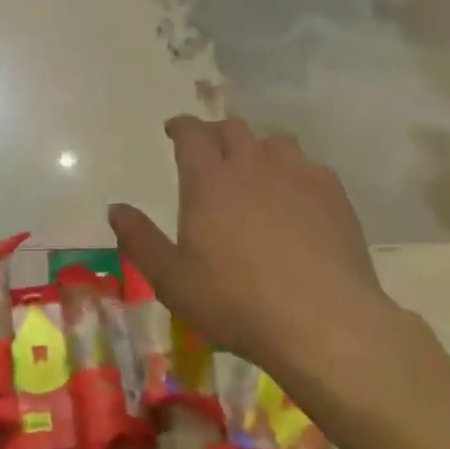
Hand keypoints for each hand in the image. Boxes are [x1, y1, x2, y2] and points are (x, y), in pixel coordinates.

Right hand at [109, 117, 396, 381]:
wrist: (321, 322)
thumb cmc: (236, 302)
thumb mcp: (172, 280)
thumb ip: (140, 240)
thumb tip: (116, 209)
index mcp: (209, 181)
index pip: (192, 134)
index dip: (181, 126)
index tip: (174, 130)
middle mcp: (253, 165)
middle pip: (234, 128)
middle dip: (216, 133)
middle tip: (210, 152)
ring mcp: (298, 176)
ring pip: (275, 141)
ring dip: (258, 148)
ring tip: (255, 170)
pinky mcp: (334, 196)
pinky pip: (310, 167)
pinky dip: (294, 172)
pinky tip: (295, 197)